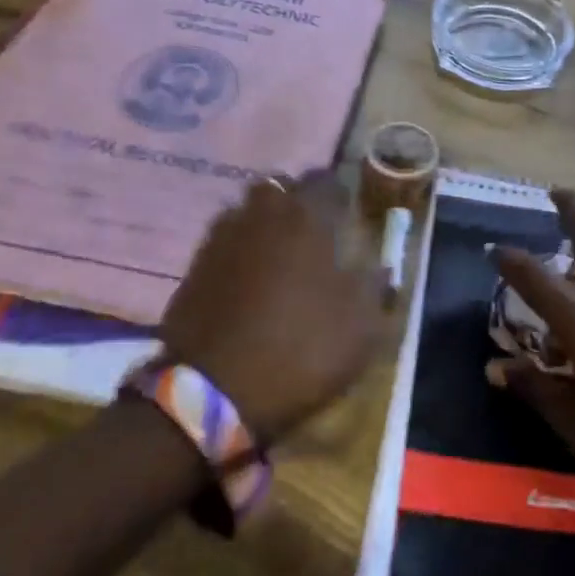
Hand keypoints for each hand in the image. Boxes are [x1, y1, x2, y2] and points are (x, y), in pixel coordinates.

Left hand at [160, 170, 386, 445]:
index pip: (328, 181)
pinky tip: (249, 284)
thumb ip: (375, 287)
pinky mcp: (193, 267)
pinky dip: (239, 254)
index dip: (341, 195)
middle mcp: (262, 213)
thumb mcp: (362, 327)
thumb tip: (381, 267)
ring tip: (280, 258)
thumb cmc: (301, 349)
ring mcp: (221, 238)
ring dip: (265, 226)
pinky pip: (225, 244)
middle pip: (282, 189)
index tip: (350, 214)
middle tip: (314, 233)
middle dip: (299, 203)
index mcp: (307, 216)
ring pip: (249, 213)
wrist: (212, 393)